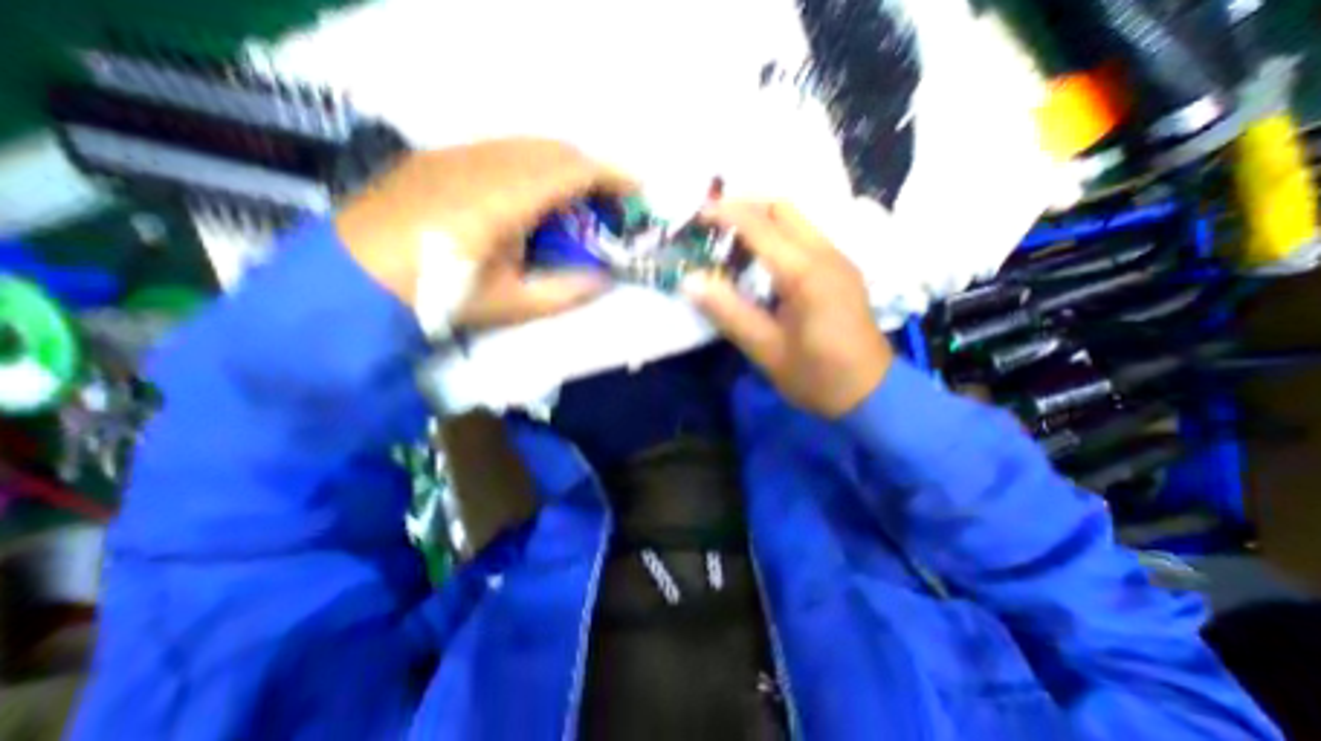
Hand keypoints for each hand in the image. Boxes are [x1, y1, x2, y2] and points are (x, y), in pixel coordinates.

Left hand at [337, 139, 633, 328]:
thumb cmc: (438, 296)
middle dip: (591, 170)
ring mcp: (456, 155)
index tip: (638, 191)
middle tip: (609, 202)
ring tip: (574, 201)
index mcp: (504, 199)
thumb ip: (566, 291)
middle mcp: (483, 163)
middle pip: (554, 148)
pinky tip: (529, 197)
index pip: (572, 169)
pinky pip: (500, 150)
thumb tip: (604, 280)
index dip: (612, 176)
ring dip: (561, 167)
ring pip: (527, 145)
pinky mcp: (438, 158)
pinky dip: (531, 166)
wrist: (351, 281)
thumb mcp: (511, 304)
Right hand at [686, 202, 892, 418]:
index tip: (696, 216)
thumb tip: (690, 282)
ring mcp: (838, 260)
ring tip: (729, 239)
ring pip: (796, 220)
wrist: (870, 393)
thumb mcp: (766, 350)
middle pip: (783, 209)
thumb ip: (728, 312)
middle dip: (745, 206)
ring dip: (761, 220)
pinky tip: (760, 259)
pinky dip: (777, 235)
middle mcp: (827, 255)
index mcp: (807, 273)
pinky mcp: (841, 270)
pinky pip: (805, 237)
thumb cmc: (816, 376)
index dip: (726, 214)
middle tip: (712, 224)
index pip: (760, 227)